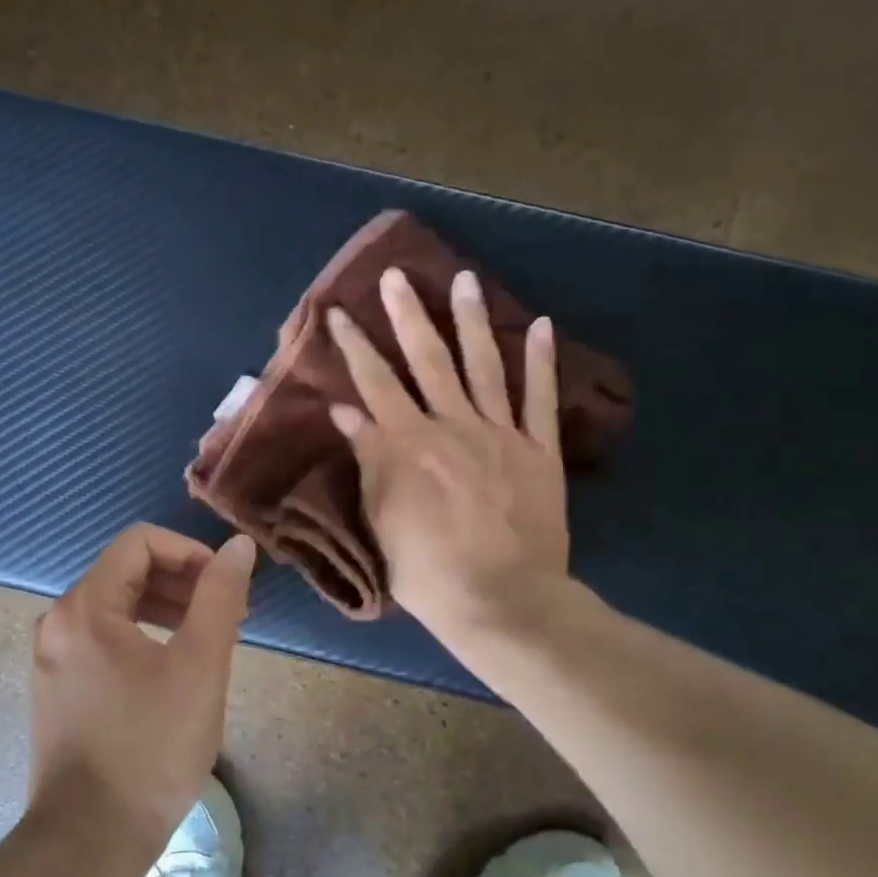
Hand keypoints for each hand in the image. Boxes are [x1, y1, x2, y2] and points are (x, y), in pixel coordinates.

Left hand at [27, 524, 255, 860]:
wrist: (88, 842)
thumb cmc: (150, 749)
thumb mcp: (199, 666)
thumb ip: (220, 597)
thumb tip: (237, 546)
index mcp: (85, 607)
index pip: (140, 542)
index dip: (189, 551)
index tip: (225, 585)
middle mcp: (58, 620)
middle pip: (126, 571)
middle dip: (182, 582)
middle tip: (228, 614)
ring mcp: (52, 656)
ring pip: (116, 605)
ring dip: (166, 608)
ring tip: (208, 638)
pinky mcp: (57, 686)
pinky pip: (103, 637)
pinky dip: (142, 635)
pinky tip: (173, 667)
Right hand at [327, 267, 570, 650]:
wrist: (502, 601)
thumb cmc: (427, 570)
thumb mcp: (381, 519)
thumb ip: (368, 459)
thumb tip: (346, 411)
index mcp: (407, 444)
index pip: (373, 383)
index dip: (354, 346)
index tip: (337, 312)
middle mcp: (452, 425)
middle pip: (427, 359)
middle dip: (408, 315)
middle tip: (397, 276)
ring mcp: (500, 434)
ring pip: (483, 365)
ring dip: (472, 320)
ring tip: (464, 278)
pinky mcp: (539, 450)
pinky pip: (539, 398)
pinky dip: (540, 362)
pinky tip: (539, 325)